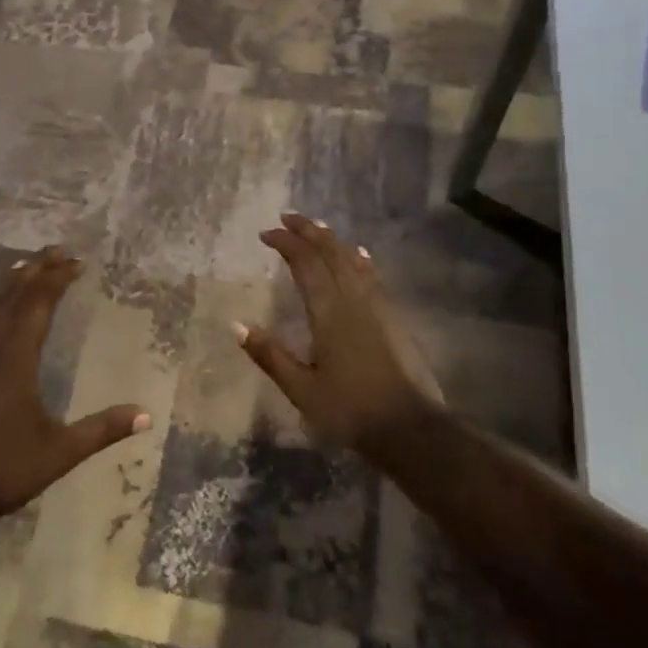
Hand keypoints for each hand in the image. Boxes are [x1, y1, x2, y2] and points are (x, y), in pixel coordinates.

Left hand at [0, 246, 148, 532]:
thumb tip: (147, 415)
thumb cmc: (2, 470)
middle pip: (12, 296)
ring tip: (25, 268)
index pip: (38, 303)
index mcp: (15, 357)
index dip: (58, 279)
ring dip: (8, 285)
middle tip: (57, 251)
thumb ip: (102, 430)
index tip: (77, 262)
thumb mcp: (59, 452)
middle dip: (36, 270)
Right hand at [238, 214, 443, 451]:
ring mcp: (377, 305)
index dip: (286, 243)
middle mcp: (353, 299)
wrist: (411, 429)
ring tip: (316, 228)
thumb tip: (236, 325)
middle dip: (308, 231)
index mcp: (328, 311)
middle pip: (329, 253)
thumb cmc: (350, 410)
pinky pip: (370, 274)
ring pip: (352, 259)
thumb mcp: (302, 389)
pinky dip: (357, 258)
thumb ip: (270, 355)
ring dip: (331, 240)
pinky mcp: (392, 317)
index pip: (305, 263)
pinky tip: (358, 254)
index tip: (266, 234)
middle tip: (287, 218)